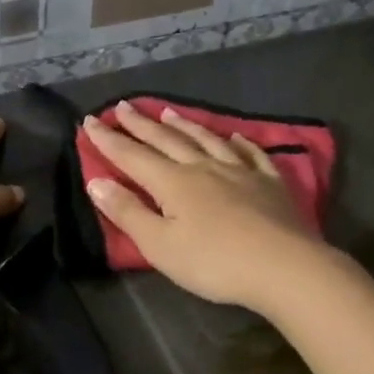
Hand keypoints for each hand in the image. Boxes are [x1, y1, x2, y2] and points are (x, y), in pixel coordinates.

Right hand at [81, 101, 325, 313]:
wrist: (284, 266)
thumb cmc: (214, 262)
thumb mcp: (160, 245)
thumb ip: (128, 212)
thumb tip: (96, 182)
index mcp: (173, 182)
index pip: (133, 156)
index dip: (109, 140)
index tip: (90, 121)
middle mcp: (204, 167)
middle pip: (167, 140)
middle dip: (141, 124)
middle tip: (123, 106)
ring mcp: (240, 171)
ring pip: (206, 139)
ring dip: (184, 125)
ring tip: (168, 112)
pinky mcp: (270, 183)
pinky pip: (250, 153)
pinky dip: (238, 142)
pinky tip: (234, 136)